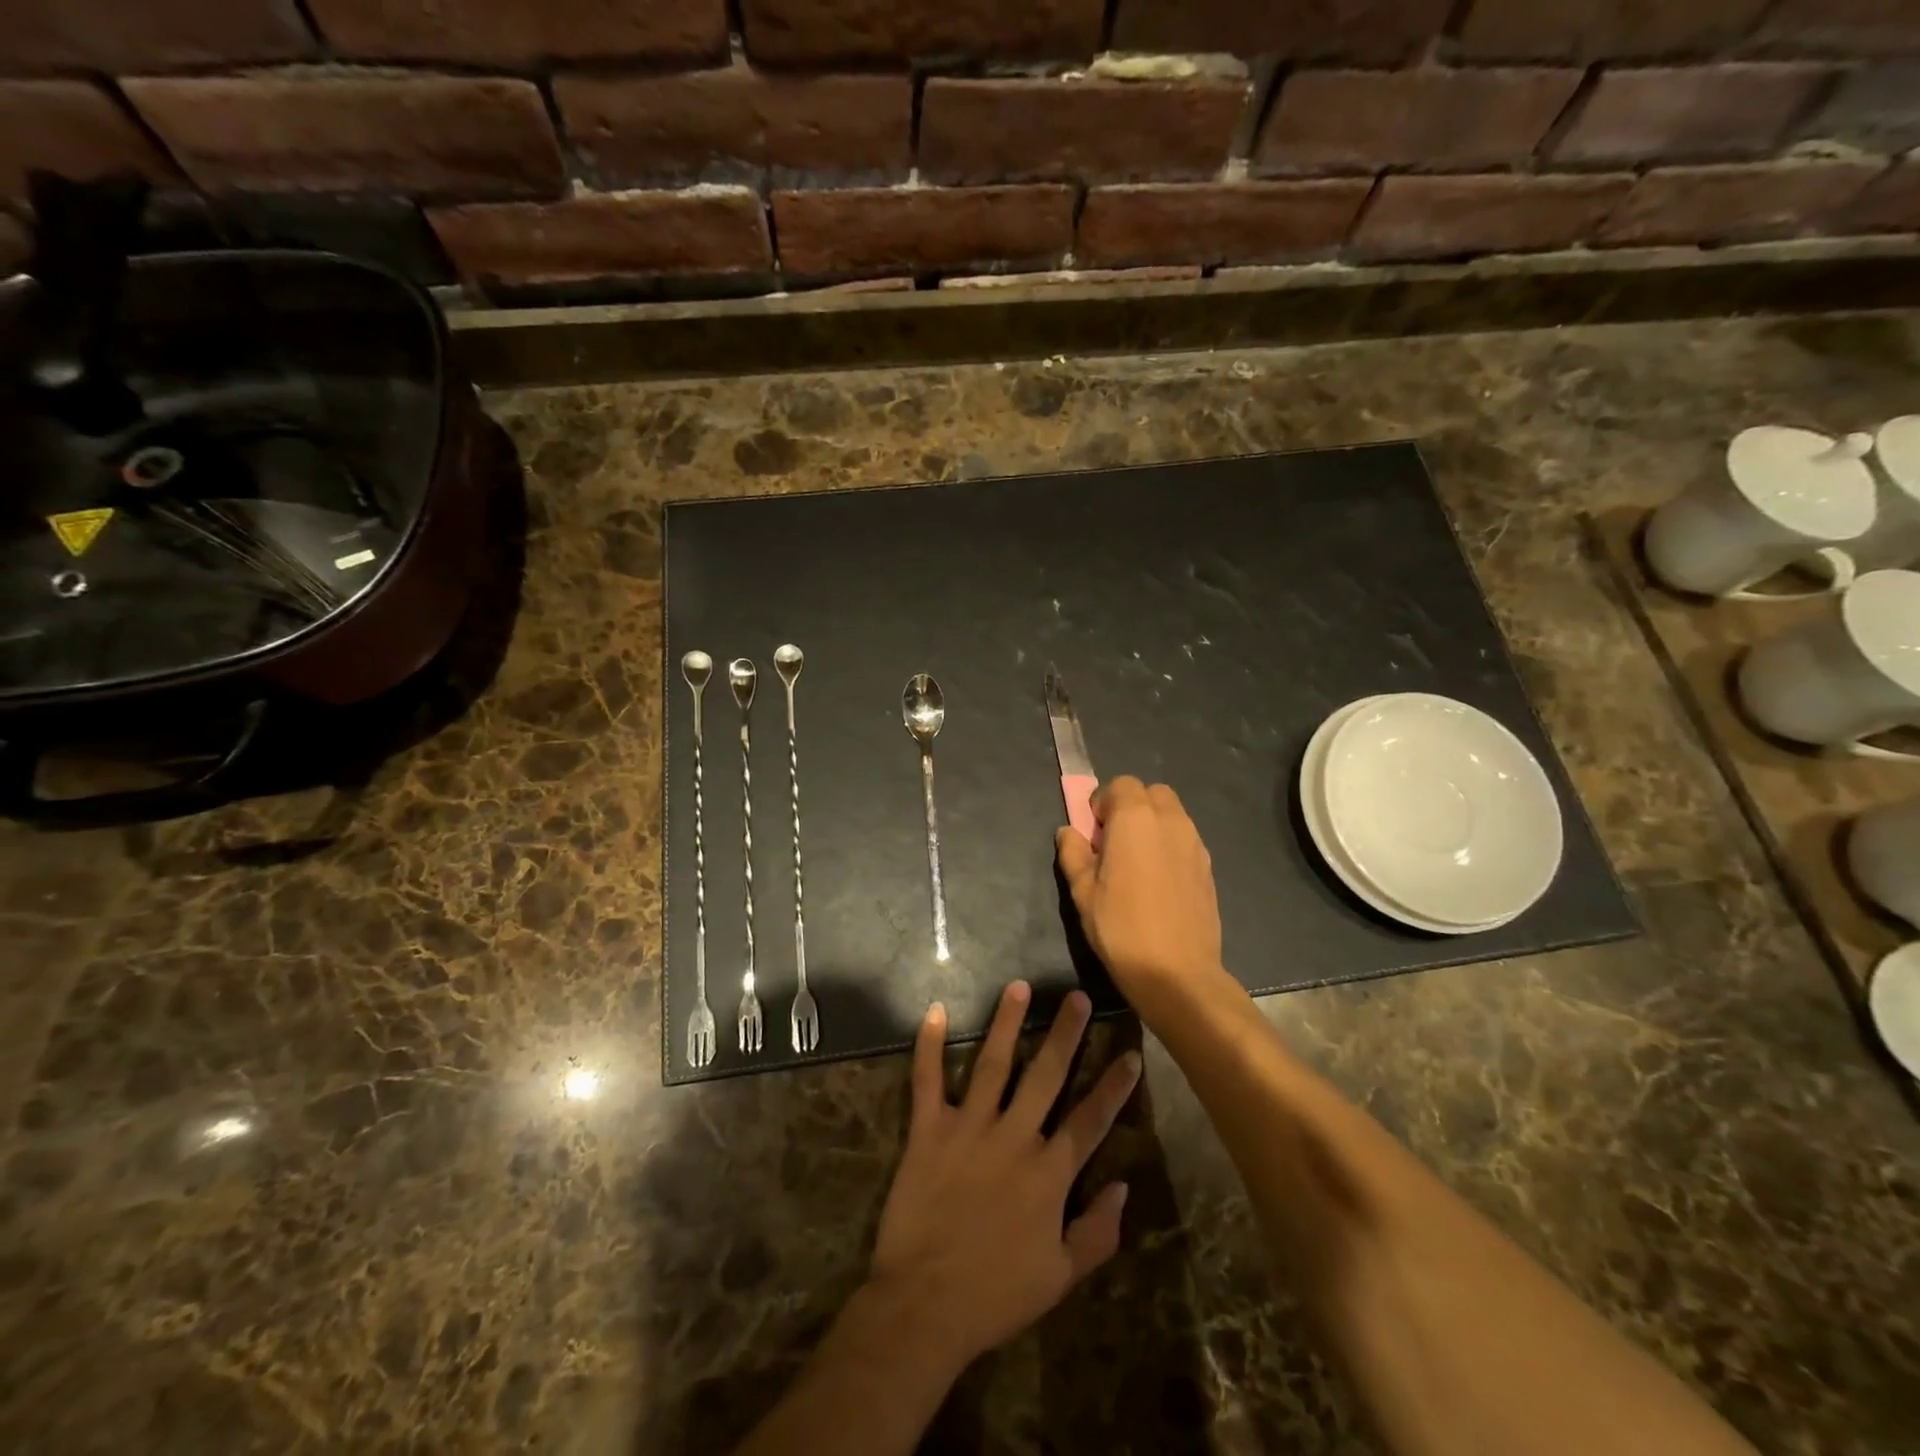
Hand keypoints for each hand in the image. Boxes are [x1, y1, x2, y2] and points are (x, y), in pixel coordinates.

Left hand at [867, 983, 1140, 1371]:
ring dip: (1006, 1023)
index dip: (1114, 1087)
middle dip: (1066, 1034)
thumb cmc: (996, 1294)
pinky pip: (927, 1080)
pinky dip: (929, 1046)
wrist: (925, 1305)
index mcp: (1049, 1174)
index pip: (1090, 1120)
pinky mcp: (929, 1130)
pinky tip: (935, 1011)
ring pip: (992, 1064)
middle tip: (1078, 997)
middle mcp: (1013, 1137)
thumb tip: (1124, 1187)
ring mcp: (969, 1128)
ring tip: (1019, 986)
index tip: (1131, 1054)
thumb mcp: (1060, 1277)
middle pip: (1046, 1076)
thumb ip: (1097, 1232)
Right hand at [1057, 776, 1221, 994]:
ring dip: (1152, 824)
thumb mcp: (1082, 893)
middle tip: (1114, 842)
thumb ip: (1073, 854)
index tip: (1094, 833)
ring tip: (1137, 863)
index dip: (1103, 803)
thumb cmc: (1121, 929)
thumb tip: (1069, 832)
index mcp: (1135, 819)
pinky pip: (1185, 839)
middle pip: (1151, 793)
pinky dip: (1169, 845)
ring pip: (1172, 814)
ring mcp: (1195, 843)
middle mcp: (1170, 821)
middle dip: (1131, 807)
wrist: (1177, 973)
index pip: (1121, 785)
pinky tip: (1158, 882)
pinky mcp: (1208, 867)